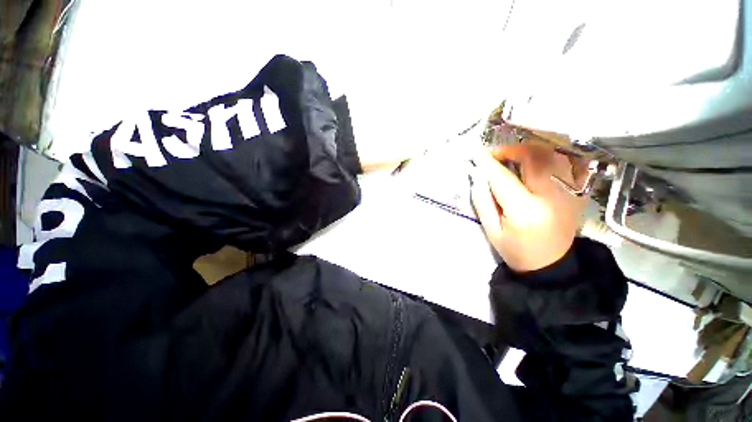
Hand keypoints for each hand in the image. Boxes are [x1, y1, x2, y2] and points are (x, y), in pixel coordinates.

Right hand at [471, 141, 587, 271]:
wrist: (551, 264)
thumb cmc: (515, 249)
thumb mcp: (491, 230)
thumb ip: (482, 201)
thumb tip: (479, 174)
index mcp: (525, 211)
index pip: (503, 178)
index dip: (488, 163)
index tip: (477, 152)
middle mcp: (552, 196)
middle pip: (534, 157)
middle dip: (511, 150)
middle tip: (495, 155)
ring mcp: (570, 192)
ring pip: (552, 155)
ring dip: (529, 151)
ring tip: (513, 158)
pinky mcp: (578, 191)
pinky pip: (568, 162)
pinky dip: (550, 156)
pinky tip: (536, 163)